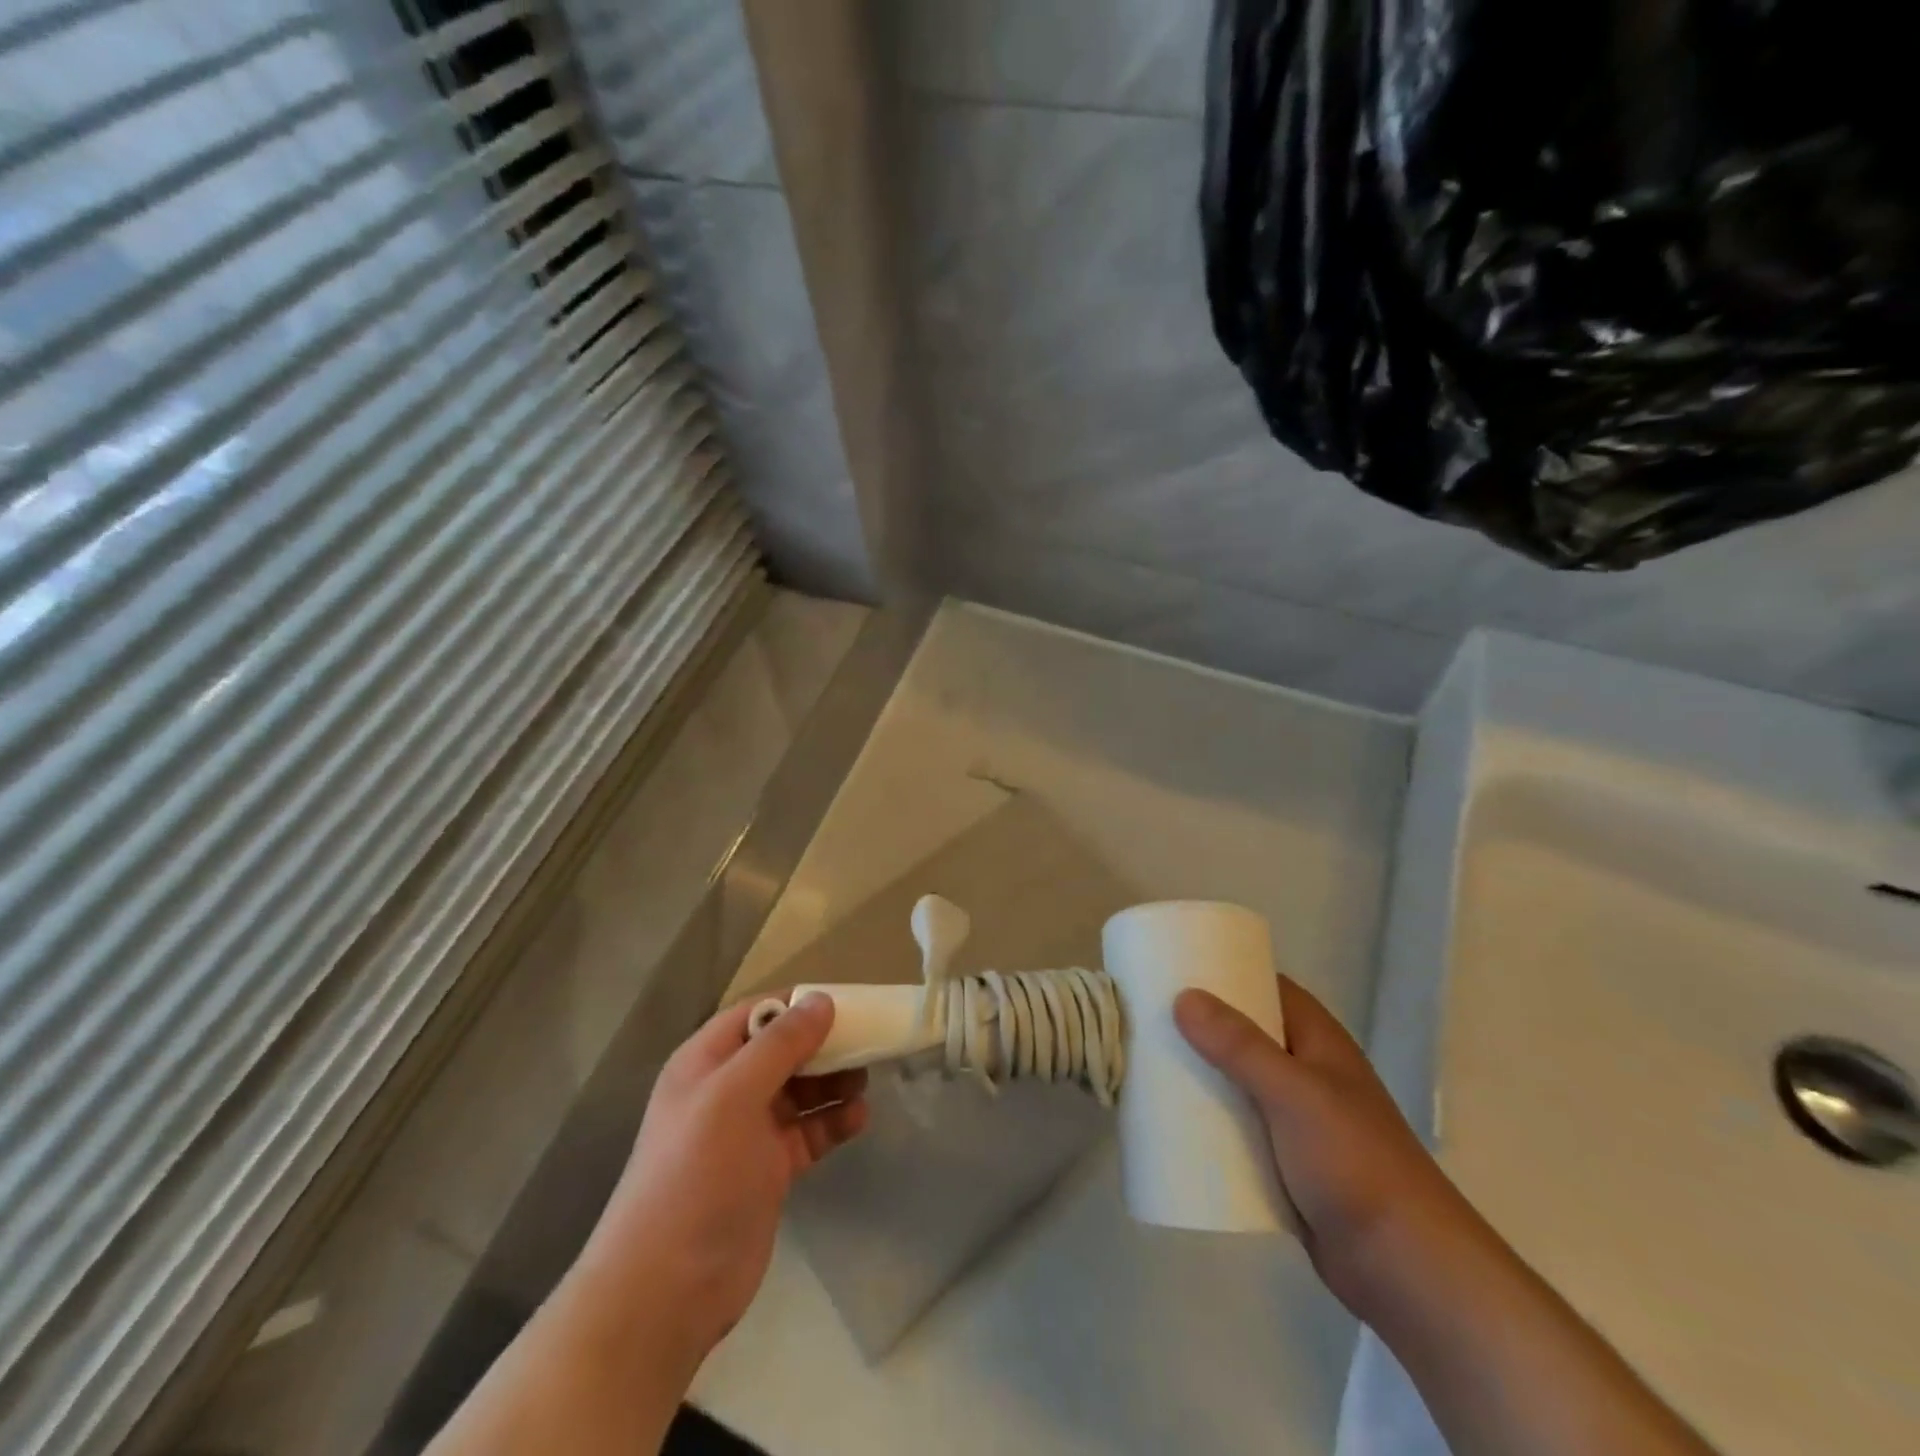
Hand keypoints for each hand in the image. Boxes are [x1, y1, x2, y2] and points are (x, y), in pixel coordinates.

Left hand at [570, 994, 868, 1365]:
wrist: (667, 1290)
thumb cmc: (697, 1174)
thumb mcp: (735, 1095)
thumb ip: (780, 1045)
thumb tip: (821, 999)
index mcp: (706, 1062)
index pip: (756, 1014)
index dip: (796, 1004)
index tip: (843, 1002)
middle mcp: (726, 1090)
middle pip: (782, 1051)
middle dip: (823, 1044)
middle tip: (866, 1042)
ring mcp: (748, 1132)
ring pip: (800, 1090)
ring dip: (833, 1082)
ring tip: (866, 1080)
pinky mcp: (769, 1170)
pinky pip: (808, 1132)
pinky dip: (833, 1122)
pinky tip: (859, 1118)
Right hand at [1174, 976, 1474, 1318]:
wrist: (1405, 1266)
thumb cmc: (1354, 1162)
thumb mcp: (1294, 1093)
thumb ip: (1240, 1046)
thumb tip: (1183, 996)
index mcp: (1317, 1039)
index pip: (1266, 985)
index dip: (1224, 970)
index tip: (1173, 967)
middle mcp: (1306, 1069)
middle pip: (1244, 1032)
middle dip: (1200, 1025)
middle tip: (1147, 1016)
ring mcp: (1296, 1117)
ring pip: (1237, 1080)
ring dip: (1200, 1073)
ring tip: (1146, 1061)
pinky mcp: (1285, 1160)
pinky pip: (1237, 1125)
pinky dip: (1209, 1118)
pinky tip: (1171, 1119)